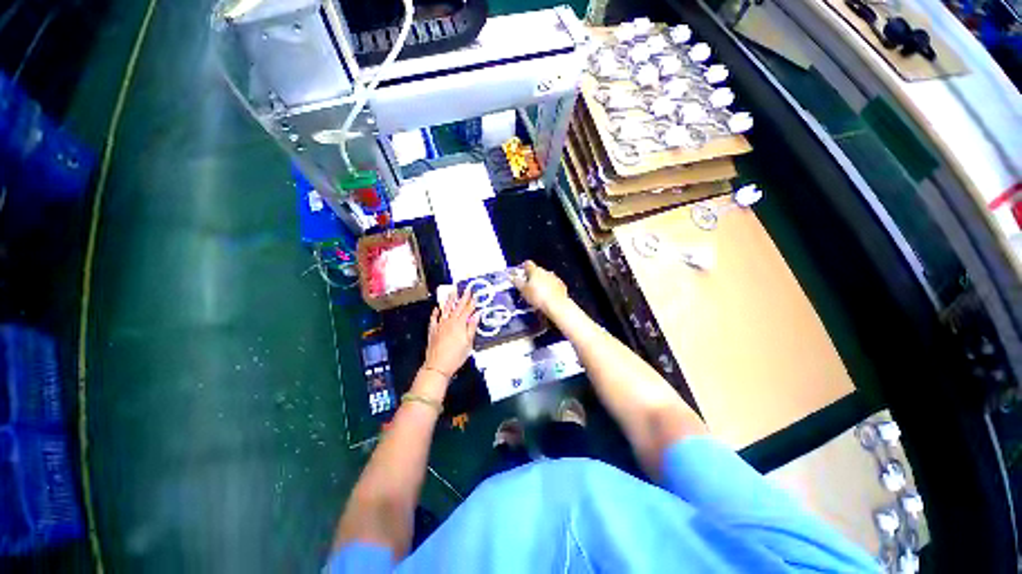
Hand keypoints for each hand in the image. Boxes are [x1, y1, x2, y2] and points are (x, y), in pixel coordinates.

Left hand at [423, 289, 480, 381]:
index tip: (474, 296)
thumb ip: (472, 327)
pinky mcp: (433, 331)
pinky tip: (437, 308)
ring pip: (445, 310)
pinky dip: (436, 312)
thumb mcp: (468, 343)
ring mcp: (440, 326)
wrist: (438, 365)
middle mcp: (449, 322)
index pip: (467, 310)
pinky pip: (434, 318)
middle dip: (463, 297)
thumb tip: (476, 316)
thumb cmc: (455, 356)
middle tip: (466, 290)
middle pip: (457, 307)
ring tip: (452, 292)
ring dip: (449, 300)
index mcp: (460, 324)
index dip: (472, 302)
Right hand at [510, 261, 569, 315]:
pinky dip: (549, 288)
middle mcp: (545, 271)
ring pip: (545, 277)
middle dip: (531, 277)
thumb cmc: (537, 296)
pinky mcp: (561, 285)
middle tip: (527, 287)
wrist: (556, 305)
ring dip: (541, 282)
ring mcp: (555, 277)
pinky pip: (553, 284)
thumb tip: (511, 277)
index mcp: (535, 270)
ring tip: (537, 293)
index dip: (522, 268)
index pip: (527, 263)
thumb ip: (517, 282)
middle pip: (536, 271)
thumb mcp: (523, 290)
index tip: (519, 274)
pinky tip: (547, 296)